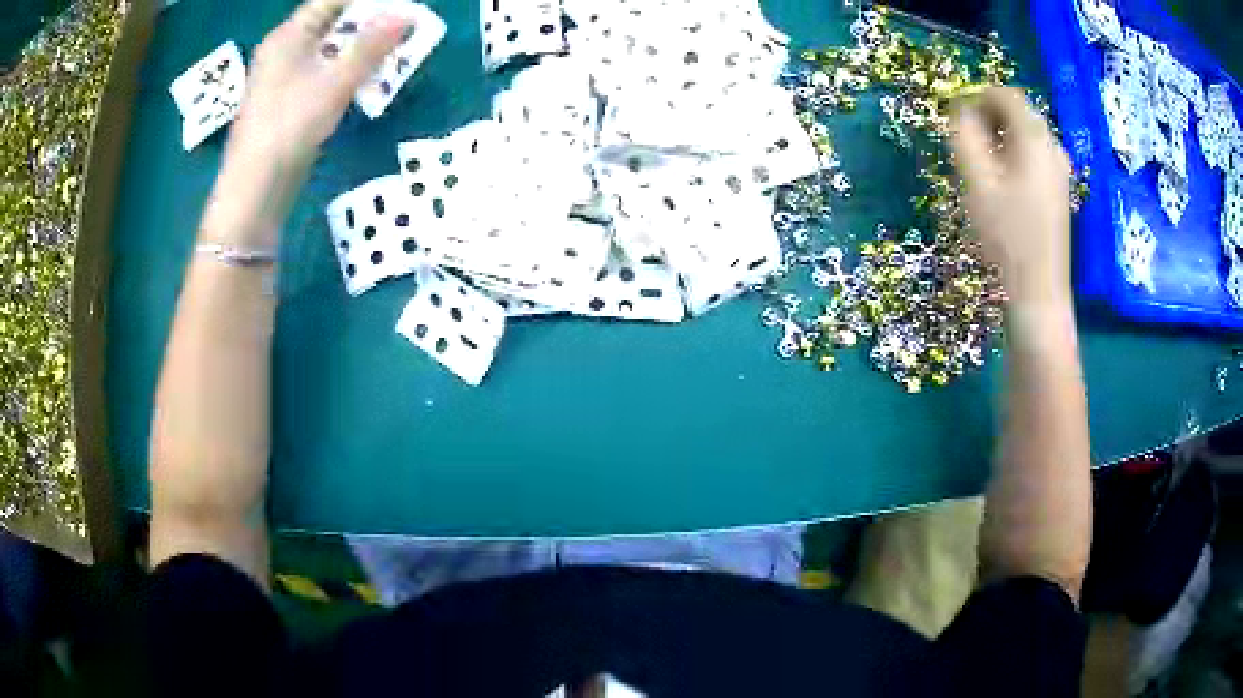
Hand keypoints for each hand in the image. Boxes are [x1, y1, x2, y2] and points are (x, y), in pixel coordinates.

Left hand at [228, 0, 408, 164]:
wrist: (254, 191)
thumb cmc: (288, 127)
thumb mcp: (334, 83)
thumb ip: (371, 47)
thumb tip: (406, 15)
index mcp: (287, 37)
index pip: (328, 1)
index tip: (397, 3)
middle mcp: (283, 52)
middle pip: (330, 24)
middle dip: (368, 21)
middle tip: (403, 23)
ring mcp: (283, 79)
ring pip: (328, 50)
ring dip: (361, 48)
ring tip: (395, 48)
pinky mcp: (288, 104)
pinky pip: (322, 74)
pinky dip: (347, 71)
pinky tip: (367, 78)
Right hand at [949, 87, 1071, 307]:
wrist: (1038, 293)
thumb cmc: (1006, 239)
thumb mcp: (977, 183)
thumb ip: (964, 137)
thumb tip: (960, 112)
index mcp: (1035, 140)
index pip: (1006, 95)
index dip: (978, 98)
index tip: (958, 121)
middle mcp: (1053, 148)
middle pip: (1019, 112)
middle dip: (989, 117)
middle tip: (968, 144)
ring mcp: (1059, 170)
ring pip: (1026, 134)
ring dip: (1000, 137)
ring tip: (982, 165)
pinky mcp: (1059, 190)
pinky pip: (1034, 155)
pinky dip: (1014, 155)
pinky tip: (1003, 183)